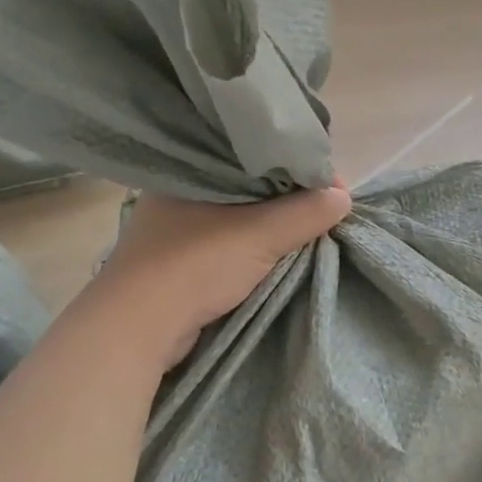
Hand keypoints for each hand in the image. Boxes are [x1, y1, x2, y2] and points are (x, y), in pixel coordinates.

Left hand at [96, 180, 352, 367]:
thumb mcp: (261, 234)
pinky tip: (278, 248)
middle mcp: (183, 189)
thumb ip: (306, 213)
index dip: (301, 167)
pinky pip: (231, 236)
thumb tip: (344, 197)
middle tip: (327, 208)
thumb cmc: (196, 265)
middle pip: (253, 183)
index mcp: (194, 167)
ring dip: (274, 222)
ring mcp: (178, 224)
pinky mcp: (180, 255)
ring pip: (242, 211)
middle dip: (292, 196)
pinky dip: (256, 241)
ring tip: (310, 228)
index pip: (259, 154)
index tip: (334, 189)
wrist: (137, 327)